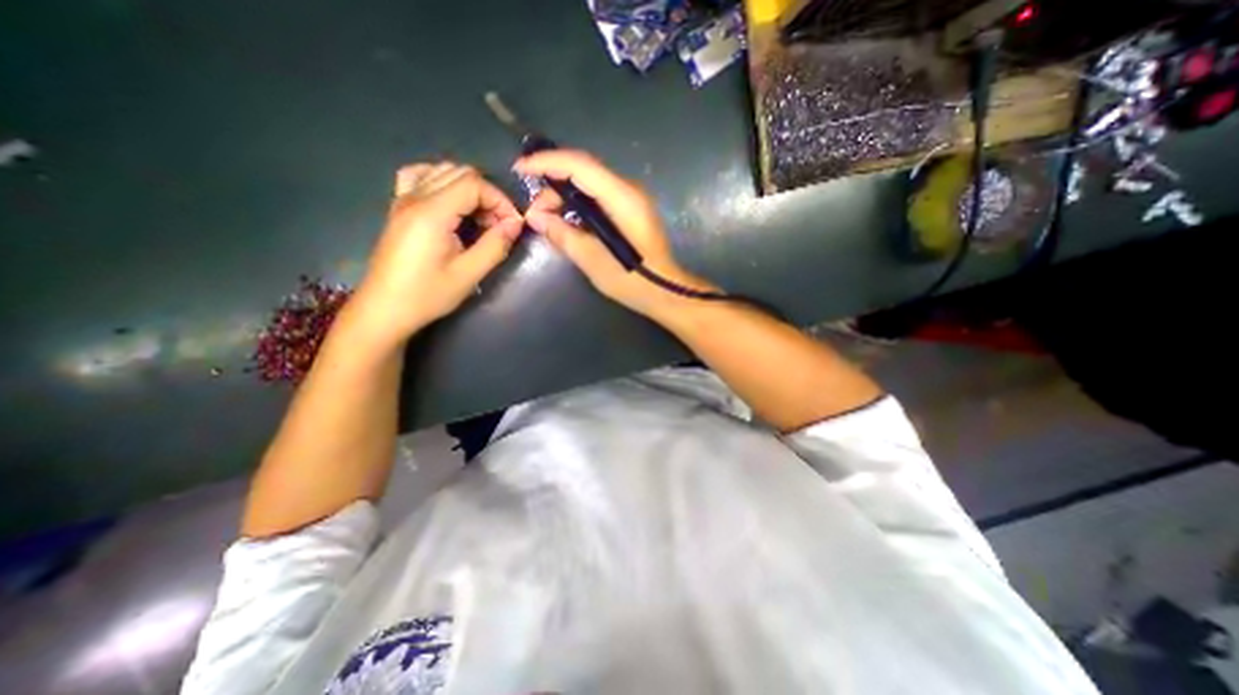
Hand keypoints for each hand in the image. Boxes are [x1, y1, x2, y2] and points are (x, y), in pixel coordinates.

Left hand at [351, 164, 523, 346]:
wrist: (385, 309)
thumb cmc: (427, 295)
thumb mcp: (469, 274)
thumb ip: (495, 245)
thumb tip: (516, 224)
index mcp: (432, 213)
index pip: (473, 184)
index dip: (500, 200)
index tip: (512, 225)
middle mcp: (415, 197)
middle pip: (460, 173)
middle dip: (488, 195)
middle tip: (499, 225)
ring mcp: (403, 199)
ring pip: (442, 171)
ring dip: (469, 189)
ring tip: (480, 218)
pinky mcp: (398, 208)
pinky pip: (420, 176)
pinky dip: (442, 182)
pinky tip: (451, 202)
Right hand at [516, 149, 717, 316]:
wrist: (665, 292)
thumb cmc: (632, 280)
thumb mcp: (593, 260)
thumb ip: (563, 235)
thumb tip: (535, 217)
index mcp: (622, 198)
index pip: (580, 165)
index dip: (547, 162)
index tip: (520, 169)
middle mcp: (629, 190)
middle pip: (584, 171)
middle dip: (553, 185)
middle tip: (535, 212)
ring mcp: (632, 199)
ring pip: (590, 183)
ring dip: (565, 196)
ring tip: (547, 219)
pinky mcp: (631, 210)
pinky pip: (599, 196)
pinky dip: (579, 204)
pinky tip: (567, 221)